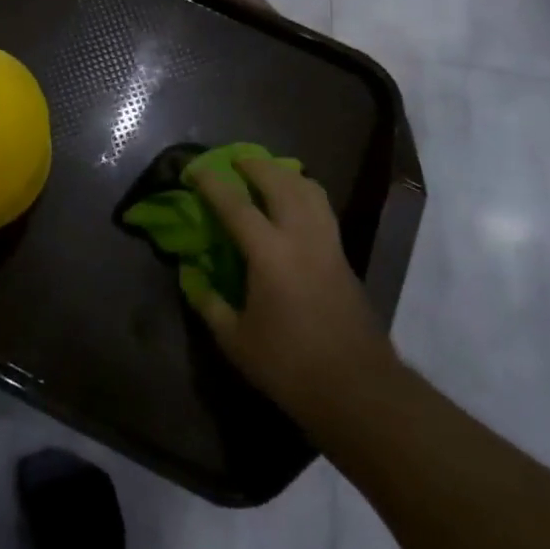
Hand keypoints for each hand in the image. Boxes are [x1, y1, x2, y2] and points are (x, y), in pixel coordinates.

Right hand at [184, 157, 397, 427]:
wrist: (357, 389)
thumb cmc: (290, 366)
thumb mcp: (236, 341)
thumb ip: (210, 304)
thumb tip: (192, 277)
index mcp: (269, 254)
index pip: (235, 205)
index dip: (212, 183)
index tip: (195, 168)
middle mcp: (300, 236)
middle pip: (279, 182)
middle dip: (254, 165)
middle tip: (235, 159)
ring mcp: (327, 243)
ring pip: (309, 189)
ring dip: (285, 173)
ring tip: (268, 172)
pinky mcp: (343, 255)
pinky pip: (322, 207)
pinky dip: (304, 192)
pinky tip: (294, 204)